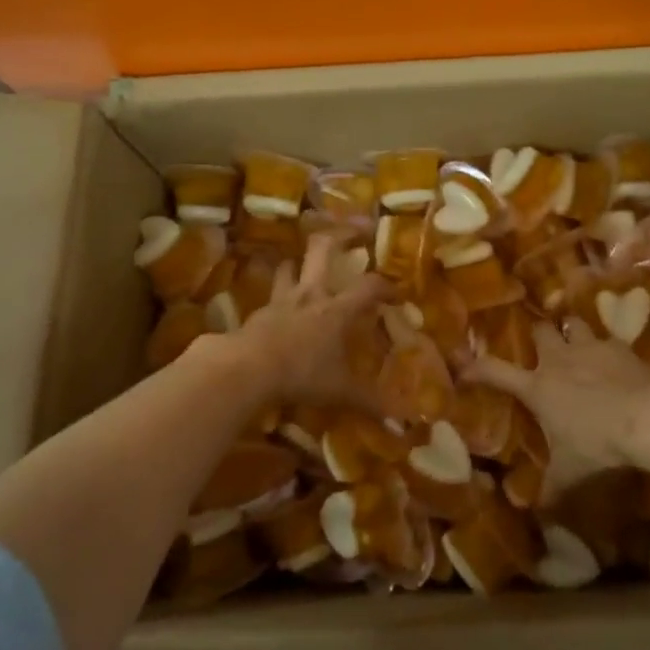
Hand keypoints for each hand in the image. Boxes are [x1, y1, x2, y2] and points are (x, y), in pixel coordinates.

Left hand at [229, 233, 392, 404]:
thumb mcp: (340, 391)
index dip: (387, 286)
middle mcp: (311, 294)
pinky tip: (280, 306)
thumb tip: (402, 419)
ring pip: (291, 266)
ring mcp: (282, 299)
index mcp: (336, 308)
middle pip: (324, 248)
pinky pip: (271, 294)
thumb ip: (370, 401)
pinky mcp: (259, 311)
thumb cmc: (301, 374)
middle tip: (356, 230)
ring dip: (300, 263)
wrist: (247, 368)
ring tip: (307, 266)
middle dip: (341, 233)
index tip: (397, 294)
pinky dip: (279, 294)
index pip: (369, 286)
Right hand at [465, 324, 649, 502]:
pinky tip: (617, 360)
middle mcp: (559, 359)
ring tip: (577, 341)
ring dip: (573, 332)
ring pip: (573, 324)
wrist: (646, 417)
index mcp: (537, 387)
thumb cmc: (597, 443)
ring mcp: (590, 348)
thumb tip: (535, 513)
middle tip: (541, 343)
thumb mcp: (571, 472)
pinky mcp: (620, 347)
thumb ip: (552, 489)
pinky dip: (609, 348)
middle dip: (538, 334)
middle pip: (540, 331)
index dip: (477, 367)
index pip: (496, 371)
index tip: (463, 365)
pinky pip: (609, 339)